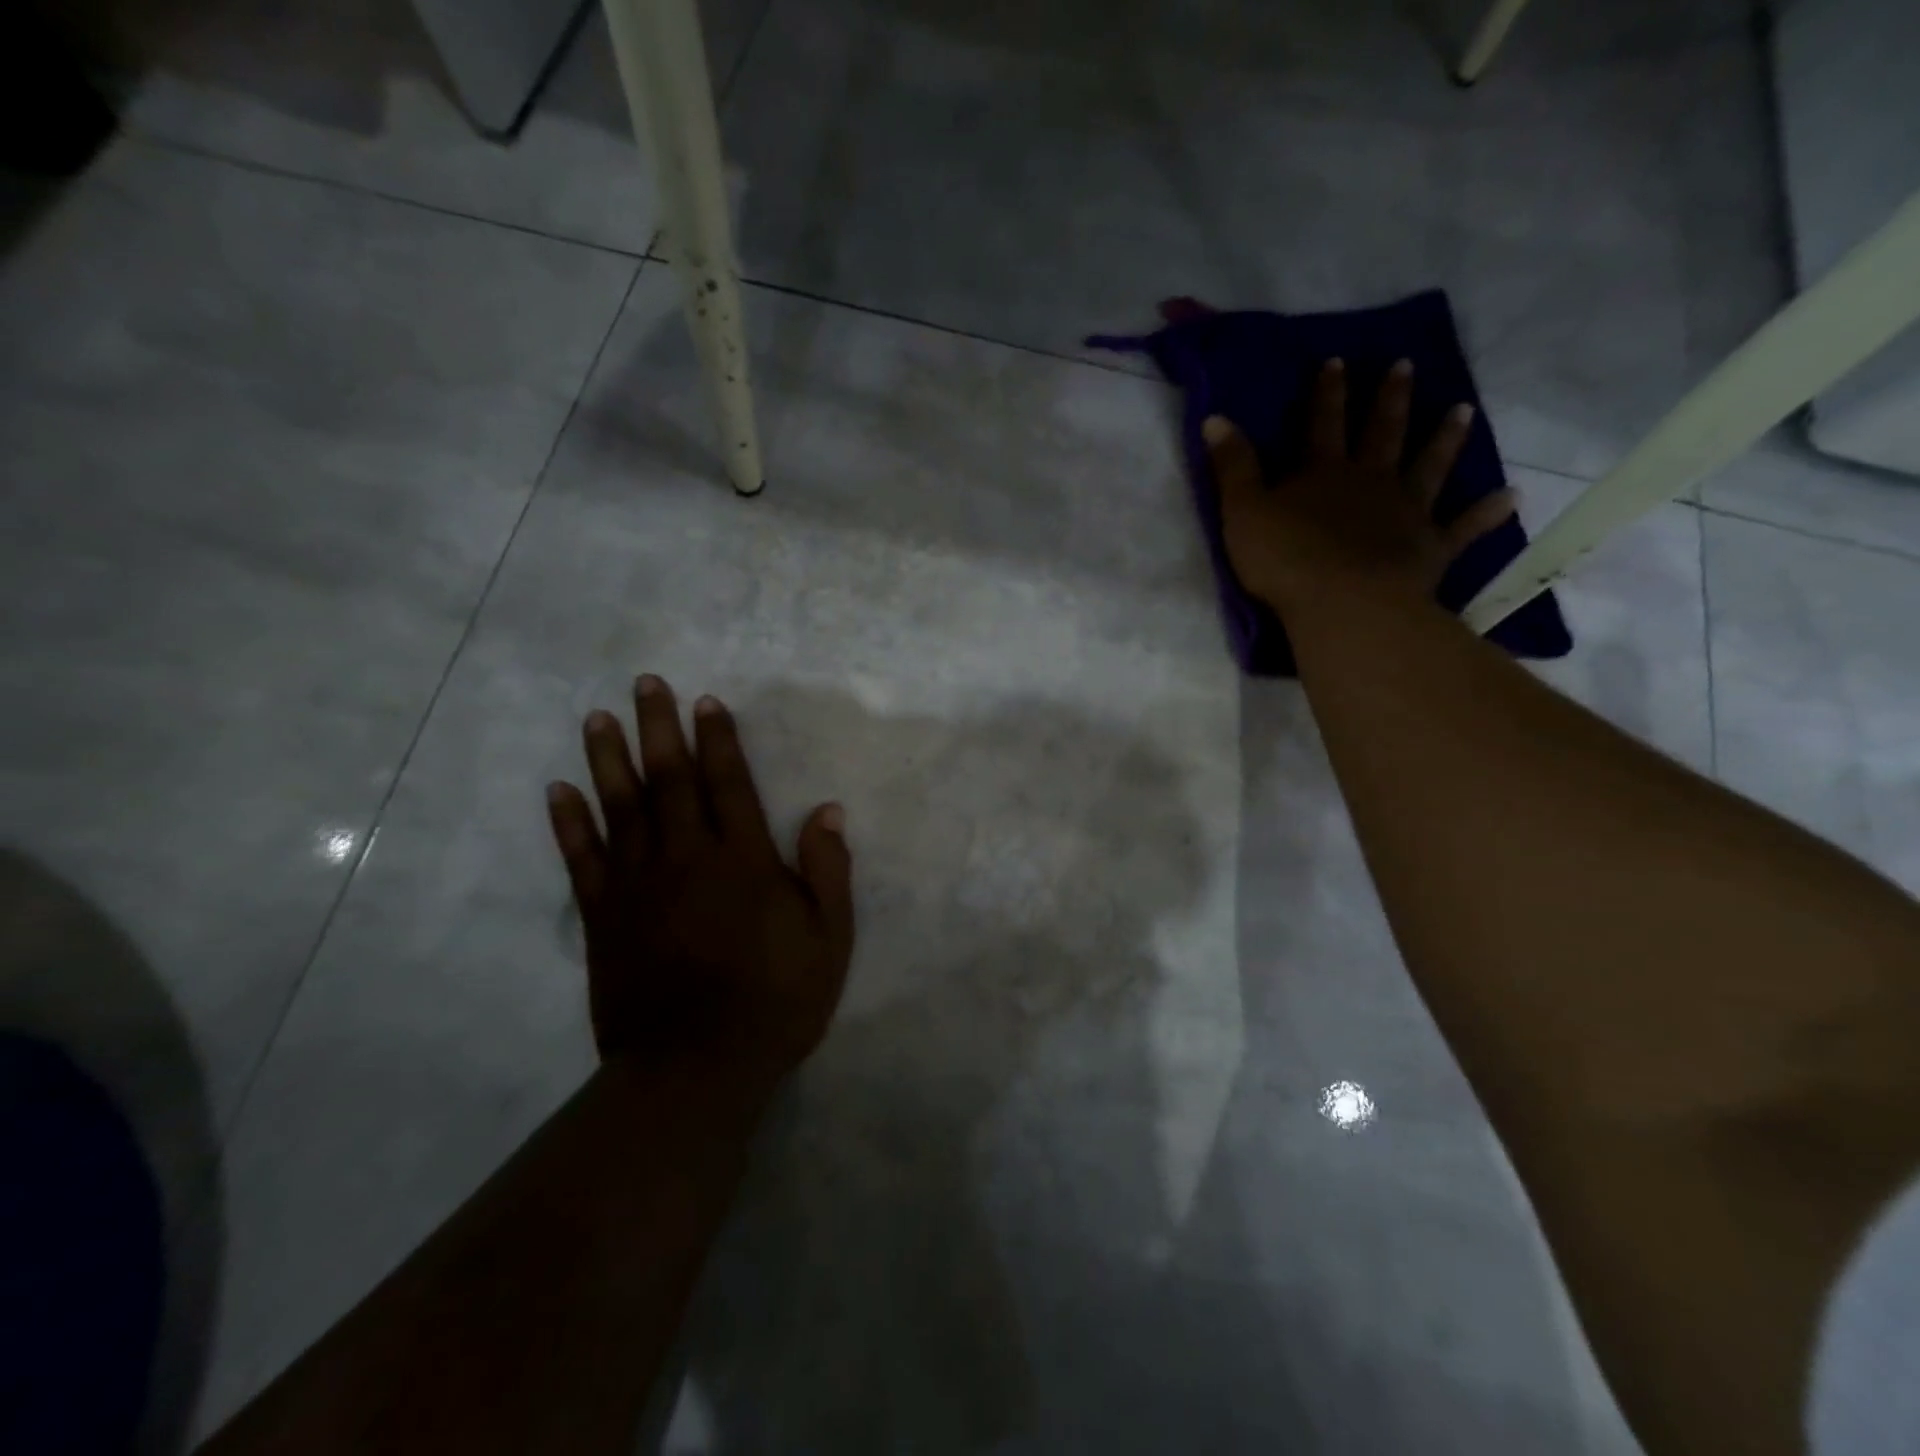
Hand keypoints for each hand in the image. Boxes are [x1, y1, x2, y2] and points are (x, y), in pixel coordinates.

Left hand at [546, 676, 854, 1090]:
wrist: (696, 1069)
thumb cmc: (775, 1001)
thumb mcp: (829, 939)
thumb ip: (828, 871)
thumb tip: (828, 810)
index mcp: (743, 860)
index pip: (728, 783)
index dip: (718, 739)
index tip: (704, 702)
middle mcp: (687, 858)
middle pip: (669, 780)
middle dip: (658, 727)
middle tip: (644, 683)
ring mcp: (638, 885)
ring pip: (621, 807)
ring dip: (608, 759)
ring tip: (597, 718)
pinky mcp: (604, 916)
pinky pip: (582, 859)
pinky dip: (569, 823)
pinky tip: (558, 790)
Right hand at [1202, 358, 1517, 613]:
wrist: (1343, 604)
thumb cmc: (1285, 560)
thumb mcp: (1242, 512)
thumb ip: (1232, 467)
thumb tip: (1215, 417)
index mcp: (1323, 473)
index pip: (1322, 423)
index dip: (1327, 393)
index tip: (1338, 360)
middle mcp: (1370, 481)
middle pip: (1382, 433)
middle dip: (1390, 399)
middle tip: (1406, 366)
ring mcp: (1406, 512)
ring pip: (1428, 467)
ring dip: (1445, 439)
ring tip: (1463, 411)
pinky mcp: (1429, 548)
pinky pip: (1463, 528)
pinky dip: (1486, 513)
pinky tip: (1510, 497)